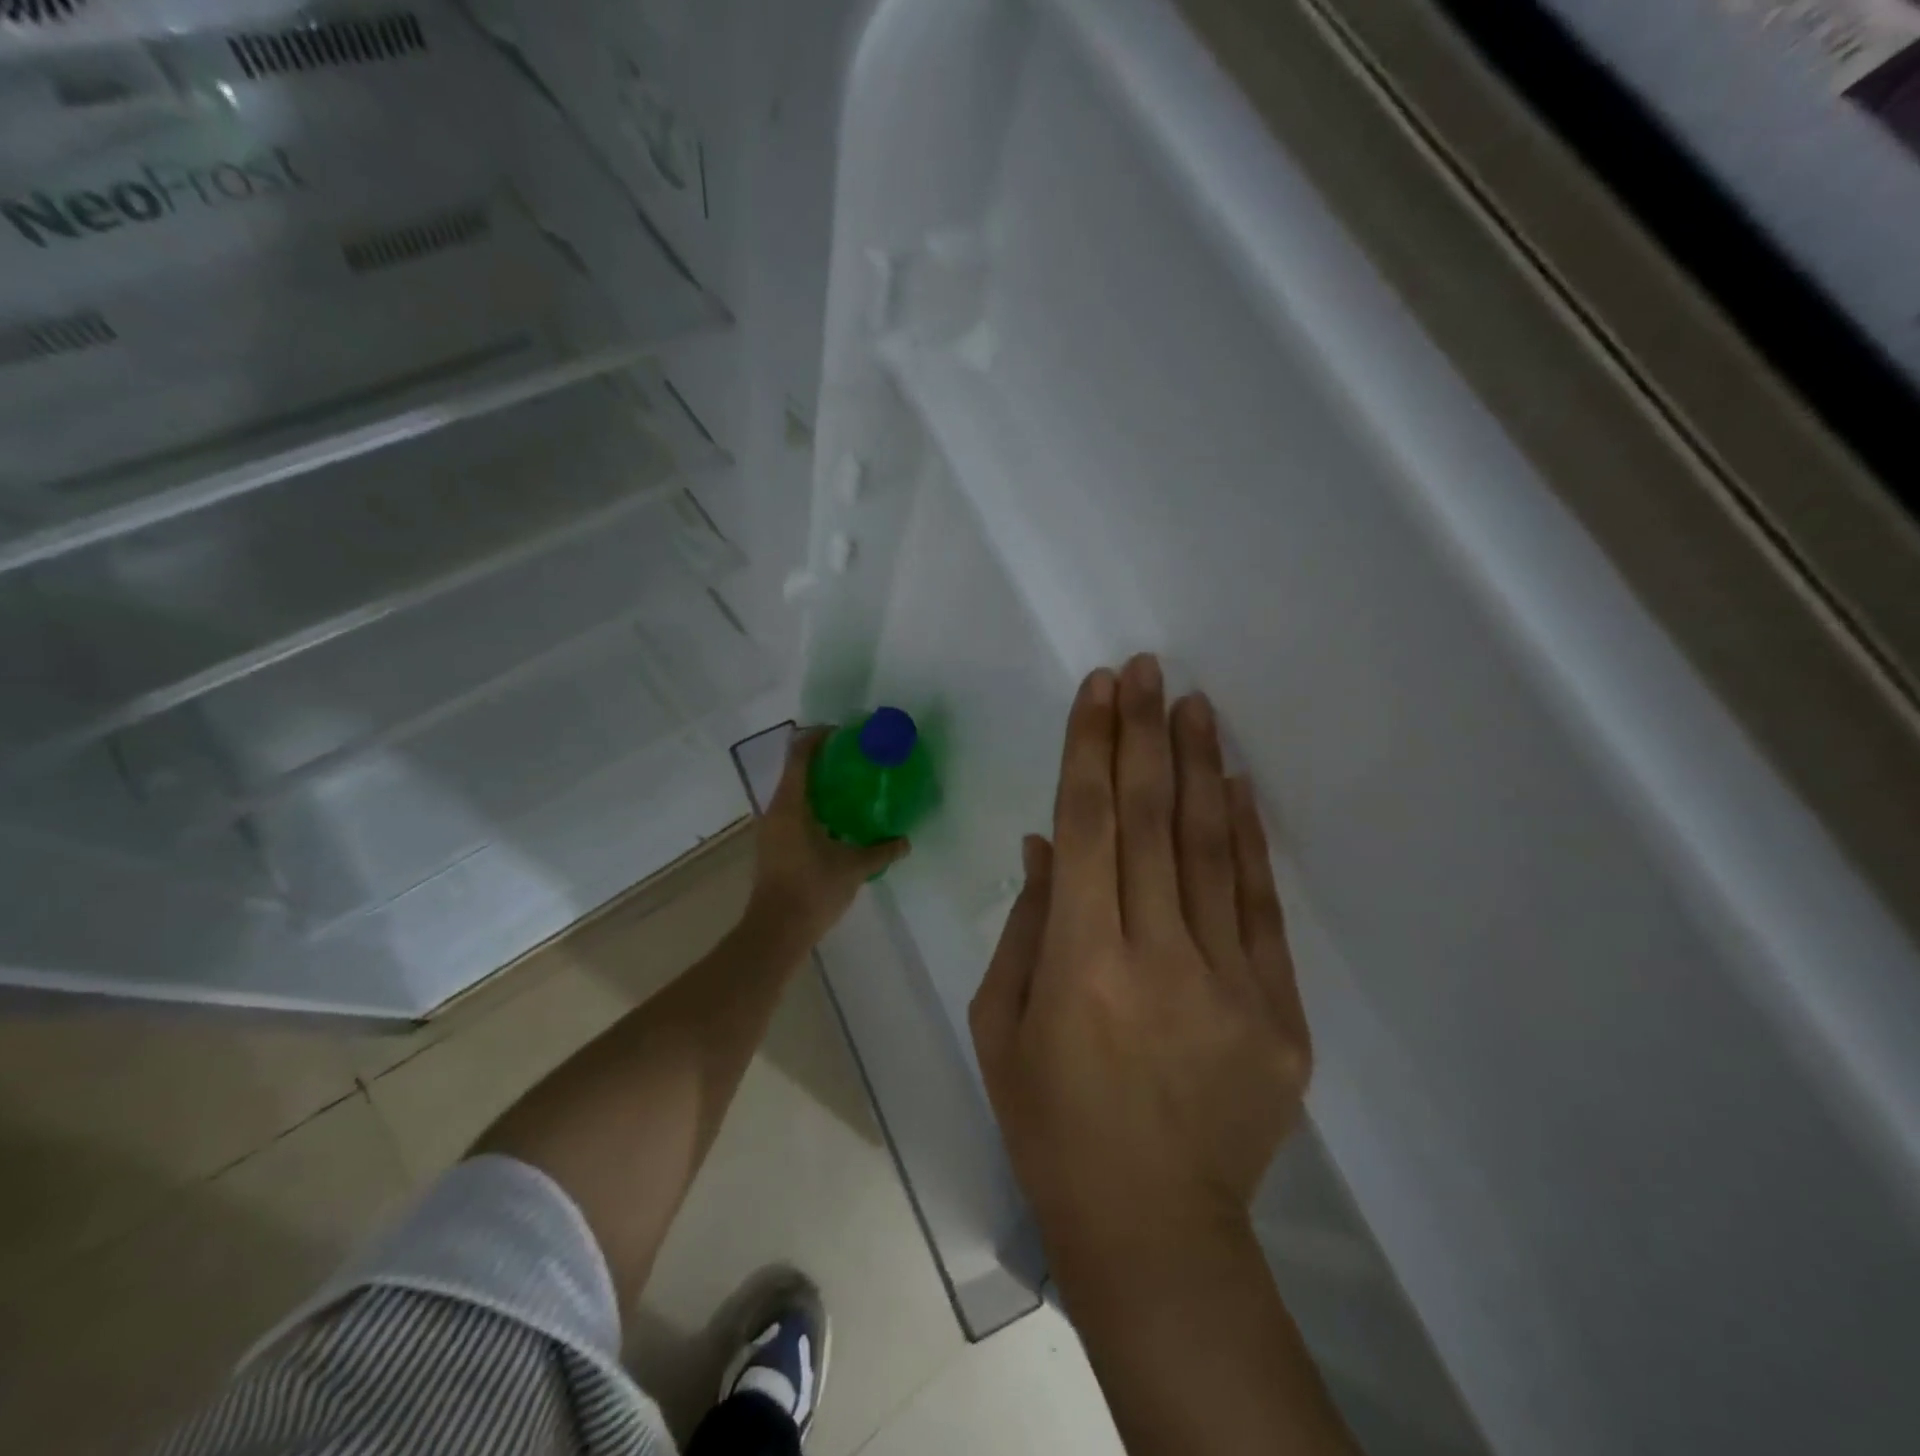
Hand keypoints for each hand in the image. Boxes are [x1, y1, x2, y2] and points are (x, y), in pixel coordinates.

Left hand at [746, 726, 910, 948]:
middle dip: (824, 761)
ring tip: (851, 788)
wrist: (776, 932)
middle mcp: (776, 811)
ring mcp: (771, 830)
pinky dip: (815, 807)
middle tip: (856, 760)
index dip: (818, 737)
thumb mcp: (853, 868)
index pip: (800, 756)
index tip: (843, 733)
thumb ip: (881, 851)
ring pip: (794, 795)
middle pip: (796, 772)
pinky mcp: (774, 847)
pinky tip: (839, 820)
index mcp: (791, 805)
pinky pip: (794, 814)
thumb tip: (905, 841)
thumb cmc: (812, 890)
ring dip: (819, 786)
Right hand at [969, 656, 1310, 1261]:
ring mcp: (1230, 983)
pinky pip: (1260, 906)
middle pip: (1152, 820)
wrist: (1153, 1227)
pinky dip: (1249, 838)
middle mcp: (1157, 958)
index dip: (1091, 749)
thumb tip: (1048, 843)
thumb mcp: (1000, 1023)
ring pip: (1213, 849)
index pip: (1088, 826)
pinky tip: (1238, 785)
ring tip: (1195, 704)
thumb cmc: (1050, 1123)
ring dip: (1201, 767)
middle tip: (1148, 668)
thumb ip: (1026, 923)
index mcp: (1079, 963)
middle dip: (1144, 734)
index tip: (1099, 688)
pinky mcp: (1280, 1012)